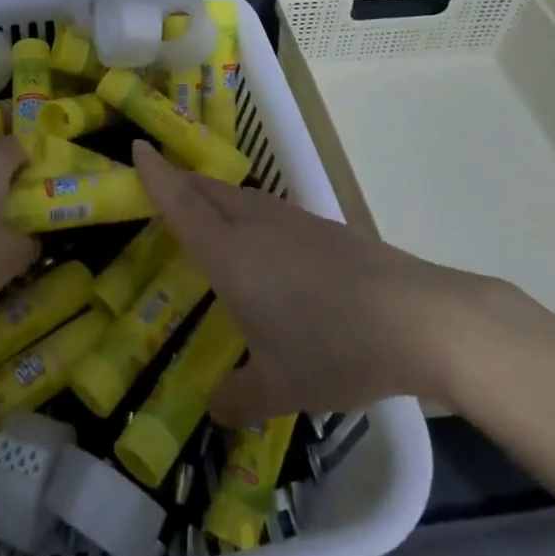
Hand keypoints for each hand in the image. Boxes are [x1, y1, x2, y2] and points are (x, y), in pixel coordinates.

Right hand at [132, 142, 526, 423]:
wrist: (418, 319)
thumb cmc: (334, 349)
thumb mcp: (281, 387)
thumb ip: (240, 397)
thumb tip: (214, 409)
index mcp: (231, 254)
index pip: (181, 203)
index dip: (155, 174)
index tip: (136, 146)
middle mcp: (256, 226)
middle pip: (208, 190)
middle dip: (181, 182)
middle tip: (162, 188)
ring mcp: (294, 222)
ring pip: (241, 196)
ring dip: (216, 197)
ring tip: (207, 215)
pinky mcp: (325, 229)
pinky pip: (270, 210)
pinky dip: (249, 214)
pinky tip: (264, 245)